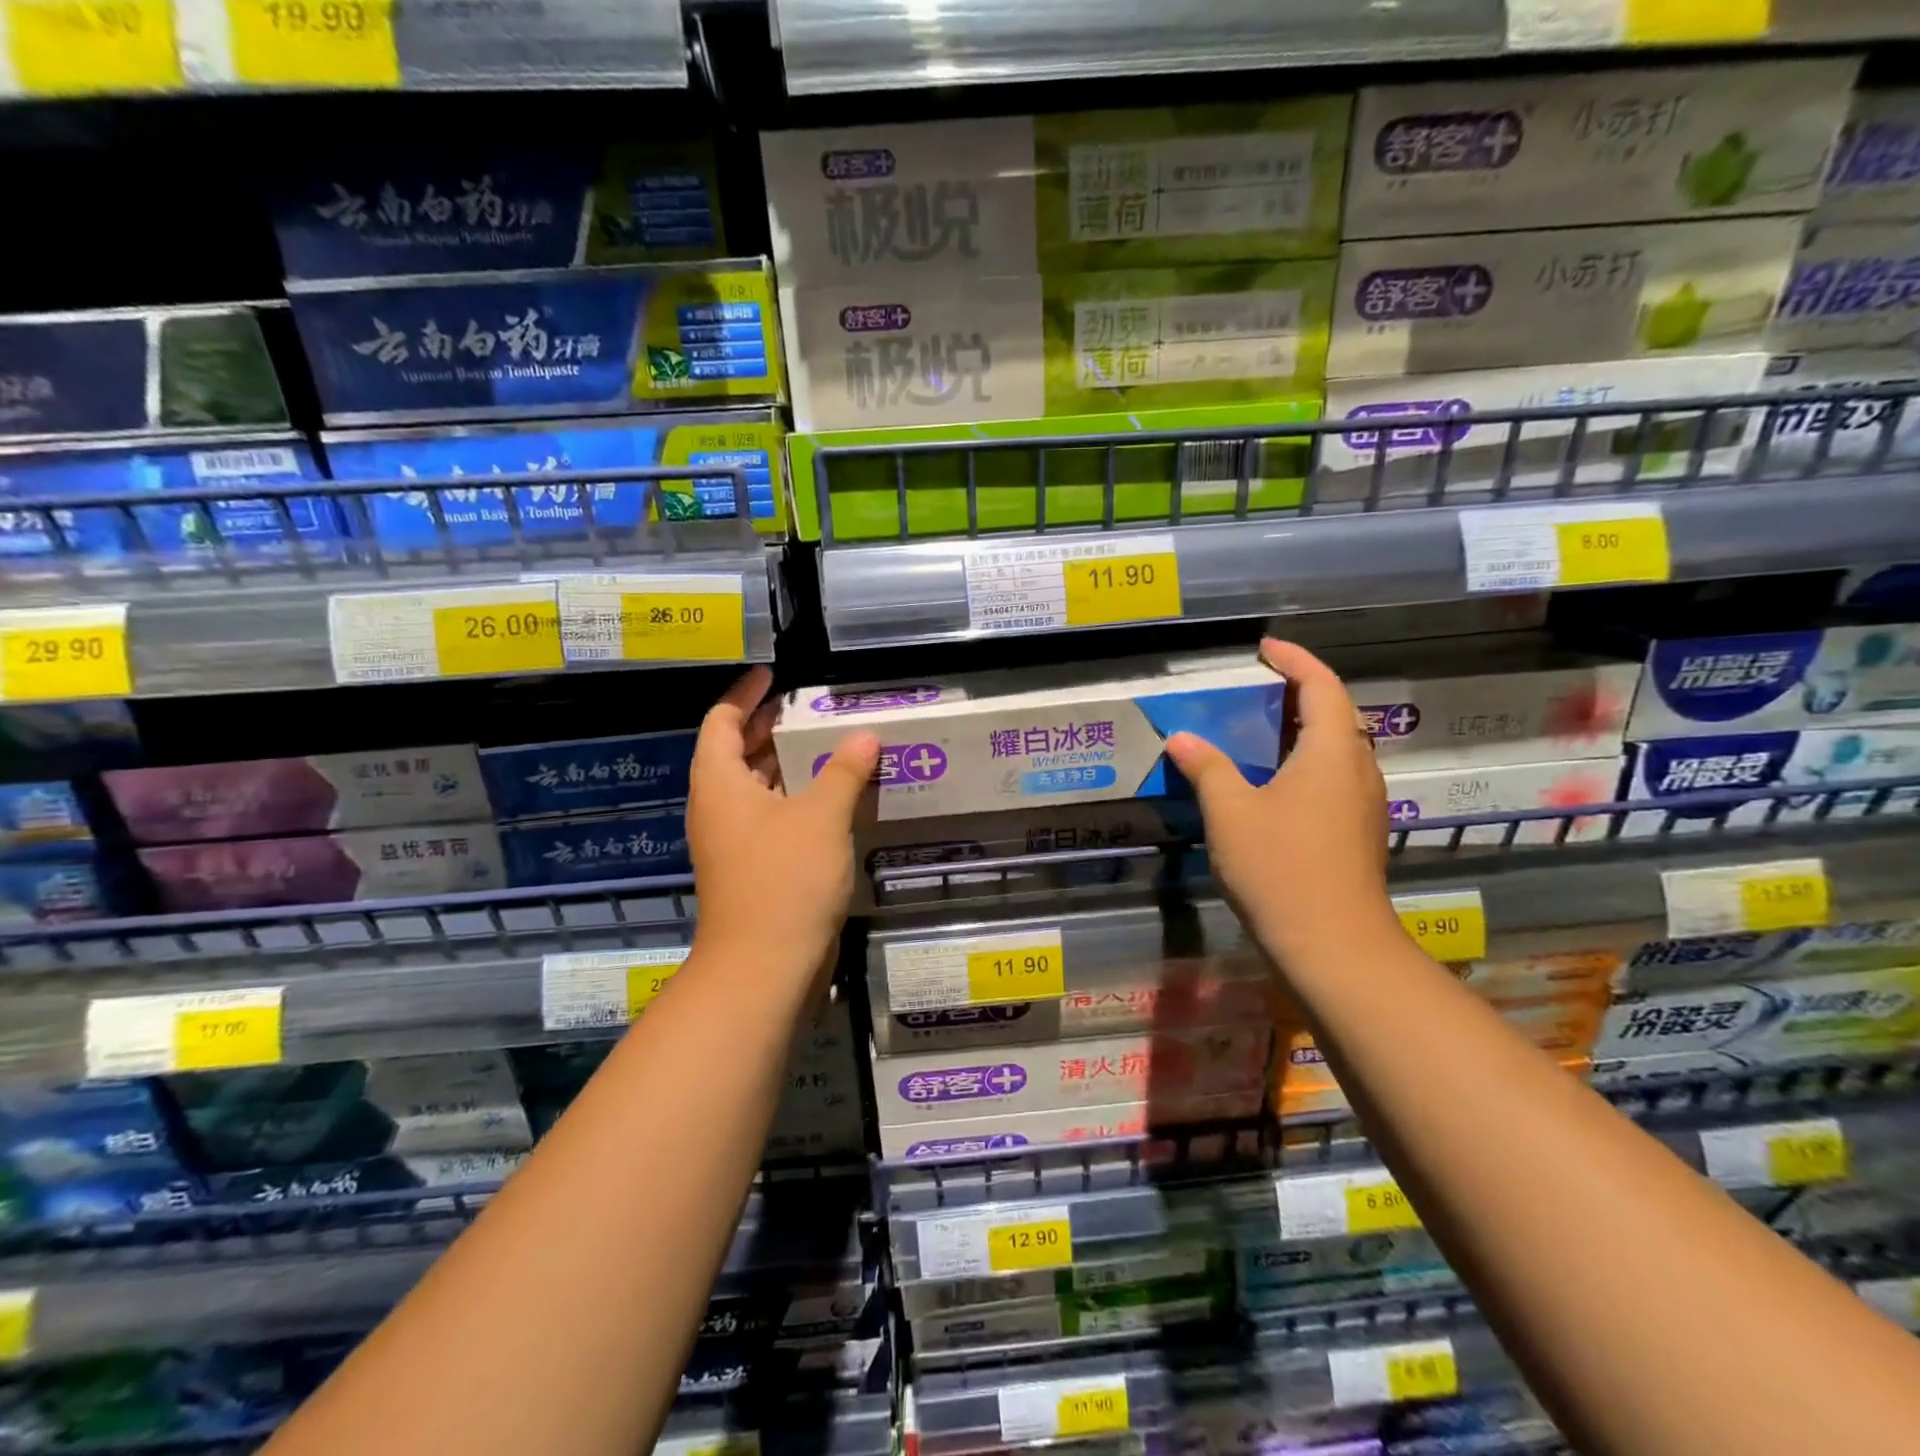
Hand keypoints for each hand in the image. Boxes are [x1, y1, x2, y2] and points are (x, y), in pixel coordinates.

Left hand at [686, 666, 879, 988]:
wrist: (765, 967)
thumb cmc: (784, 879)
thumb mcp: (821, 816)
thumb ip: (843, 770)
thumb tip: (864, 735)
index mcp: (719, 783)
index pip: (721, 721)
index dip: (745, 695)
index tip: (773, 676)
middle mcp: (720, 807)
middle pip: (738, 752)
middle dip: (771, 726)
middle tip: (811, 707)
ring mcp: (736, 840)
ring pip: (760, 786)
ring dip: (790, 763)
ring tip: (831, 742)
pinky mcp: (756, 867)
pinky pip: (775, 816)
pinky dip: (799, 797)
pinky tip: (836, 795)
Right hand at [1164, 639, 1397, 968]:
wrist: (1333, 946)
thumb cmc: (1280, 868)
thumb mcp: (1230, 812)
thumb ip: (1206, 768)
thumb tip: (1181, 738)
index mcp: (1331, 752)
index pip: (1321, 685)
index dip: (1295, 660)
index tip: (1265, 648)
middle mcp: (1357, 769)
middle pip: (1336, 714)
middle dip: (1300, 692)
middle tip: (1258, 688)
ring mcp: (1364, 804)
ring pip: (1337, 749)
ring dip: (1303, 730)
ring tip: (1261, 731)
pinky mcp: (1359, 833)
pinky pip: (1334, 778)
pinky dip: (1305, 763)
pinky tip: (1274, 784)